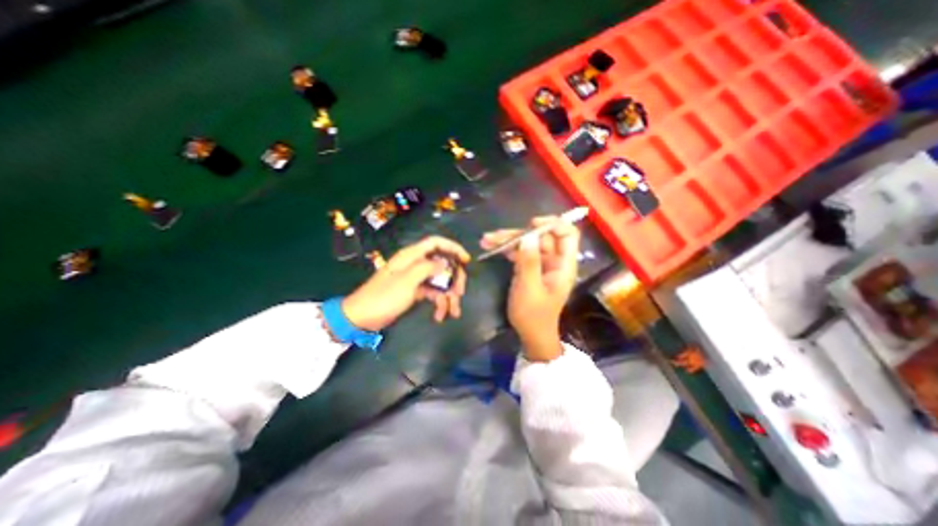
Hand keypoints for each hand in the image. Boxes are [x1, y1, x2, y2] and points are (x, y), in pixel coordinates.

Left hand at [342, 236, 467, 329]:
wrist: (362, 318)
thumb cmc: (383, 297)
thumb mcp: (407, 281)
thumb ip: (427, 268)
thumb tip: (446, 263)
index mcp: (411, 256)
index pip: (436, 243)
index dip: (453, 248)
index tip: (466, 260)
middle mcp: (415, 264)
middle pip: (442, 264)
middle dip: (454, 279)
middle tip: (460, 293)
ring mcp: (416, 278)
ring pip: (440, 281)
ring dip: (448, 296)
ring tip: (453, 312)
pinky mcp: (416, 291)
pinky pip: (433, 293)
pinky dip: (439, 303)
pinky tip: (440, 316)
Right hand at [483, 213, 579, 360]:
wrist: (531, 335)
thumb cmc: (533, 315)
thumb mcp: (529, 288)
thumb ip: (529, 261)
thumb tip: (528, 235)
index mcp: (563, 265)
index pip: (567, 234)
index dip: (553, 224)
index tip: (531, 224)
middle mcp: (554, 261)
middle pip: (541, 237)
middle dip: (518, 234)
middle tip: (495, 236)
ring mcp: (541, 264)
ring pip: (527, 243)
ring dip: (507, 240)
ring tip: (486, 240)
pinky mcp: (530, 268)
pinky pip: (520, 253)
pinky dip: (506, 250)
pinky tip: (490, 247)